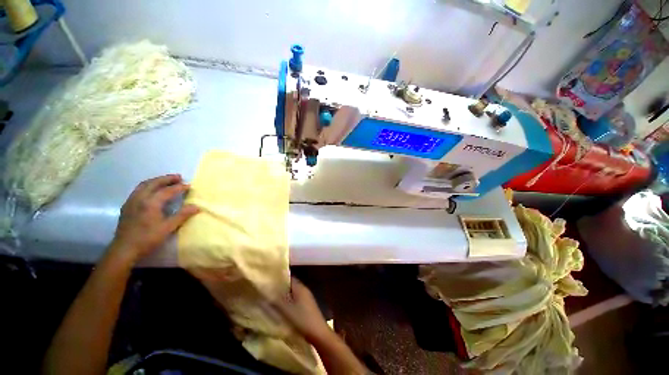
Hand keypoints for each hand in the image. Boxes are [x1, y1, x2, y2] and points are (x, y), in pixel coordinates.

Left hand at [109, 174, 199, 262]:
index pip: (167, 191)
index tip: (189, 185)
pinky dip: (148, 186)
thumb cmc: (148, 238)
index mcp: (150, 203)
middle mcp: (140, 198)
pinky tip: (152, 191)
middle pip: (153, 183)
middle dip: (166, 179)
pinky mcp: (127, 206)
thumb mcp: (168, 228)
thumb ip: (182, 215)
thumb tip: (196, 206)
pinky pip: (138, 190)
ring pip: (143, 185)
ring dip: (156, 181)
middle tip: (178, 177)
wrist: (124, 249)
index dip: (179, 187)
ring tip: (166, 181)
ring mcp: (131, 201)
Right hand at [273, 278, 331, 342]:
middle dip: (280, 289)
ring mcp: (307, 299)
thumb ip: (276, 300)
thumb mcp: (286, 309)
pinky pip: (295, 302)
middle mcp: (304, 291)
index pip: (289, 278)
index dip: (279, 279)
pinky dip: (288, 304)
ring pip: (292, 295)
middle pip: (290, 286)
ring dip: (283, 297)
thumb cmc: (302, 319)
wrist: (318, 333)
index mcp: (300, 288)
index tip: (268, 282)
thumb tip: (267, 290)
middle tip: (267, 293)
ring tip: (271, 301)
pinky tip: (281, 311)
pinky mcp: (307, 308)